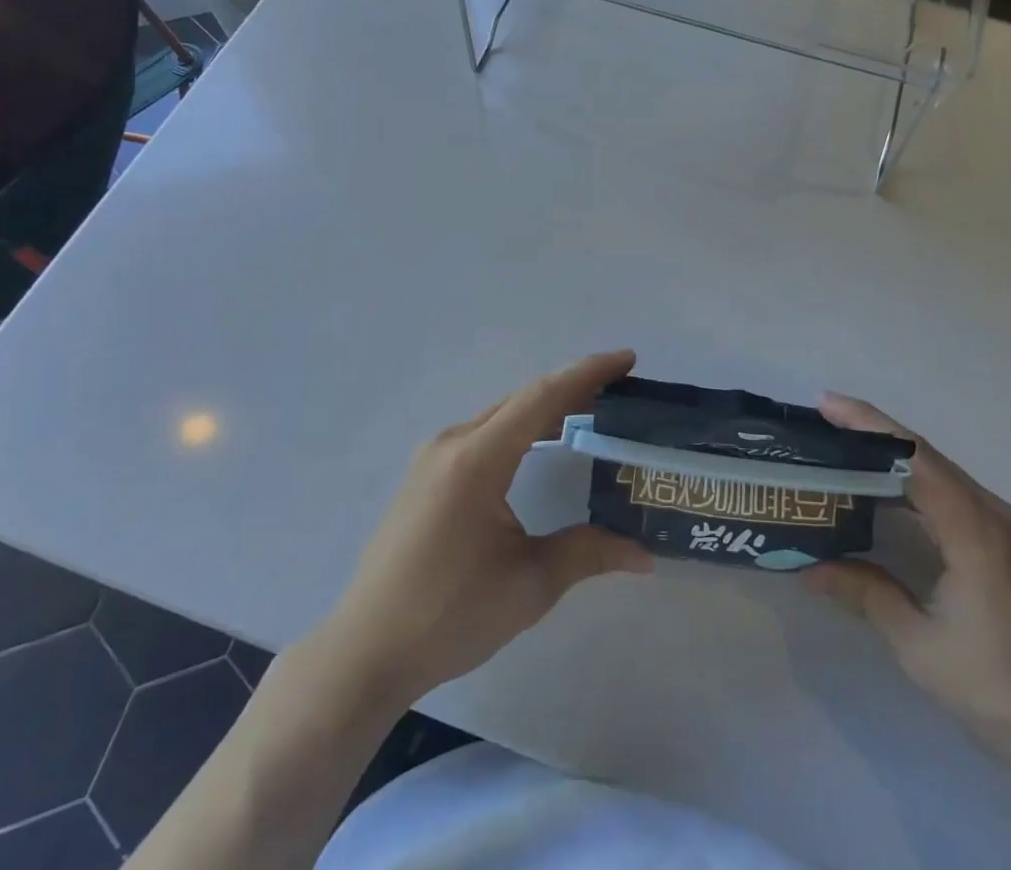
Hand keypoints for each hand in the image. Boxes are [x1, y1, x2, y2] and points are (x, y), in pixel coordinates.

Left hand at [322, 350, 651, 705]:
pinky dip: (520, 427)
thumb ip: (588, 554)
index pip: (543, 397)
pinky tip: (540, 445)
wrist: (365, 651)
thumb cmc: (449, 617)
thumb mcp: (529, 586)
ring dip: (546, 408)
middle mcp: (453, 443)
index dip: (588, 374)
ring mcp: (434, 456)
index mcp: (477, 460)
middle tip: (619, 391)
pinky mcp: (425, 473)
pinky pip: (483, 432)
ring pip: (502, 414)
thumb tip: (645, 553)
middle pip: (523, 399)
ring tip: (589, 413)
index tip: (627, 359)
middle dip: (573, 388)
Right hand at [807, 396, 1010, 869]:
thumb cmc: (1004, 693)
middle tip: (821, 422)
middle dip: (872, 432)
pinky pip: (954, 495)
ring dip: (892, 457)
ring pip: (940, 473)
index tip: (824, 404)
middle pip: (925, 455)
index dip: (866, 423)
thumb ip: (866, 594)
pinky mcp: (1010, 546)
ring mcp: (1007, 528)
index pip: (912, 456)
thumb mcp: (921, 647)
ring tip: (842, 450)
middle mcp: (994, 513)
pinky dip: (914, 483)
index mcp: (974, 528)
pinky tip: (887, 495)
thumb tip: (807, 567)